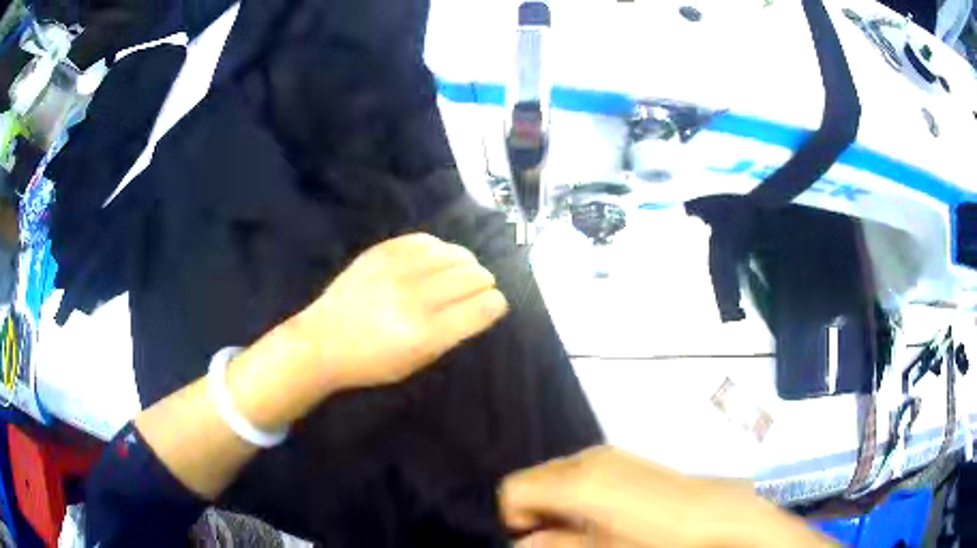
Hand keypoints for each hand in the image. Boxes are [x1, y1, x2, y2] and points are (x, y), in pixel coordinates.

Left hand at [293, 233, 508, 390]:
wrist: (322, 341)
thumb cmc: (371, 362)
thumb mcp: (417, 362)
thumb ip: (451, 334)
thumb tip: (479, 305)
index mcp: (426, 333)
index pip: (483, 307)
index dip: (496, 304)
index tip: (494, 305)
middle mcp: (415, 297)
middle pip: (473, 276)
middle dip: (484, 283)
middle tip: (479, 289)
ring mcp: (396, 269)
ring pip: (454, 253)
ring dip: (466, 263)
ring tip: (461, 272)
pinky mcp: (381, 251)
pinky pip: (426, 240)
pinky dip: (440, 249)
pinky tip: (437, 258)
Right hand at [500, 446, 834, 547]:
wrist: (718, 517)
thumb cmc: (659, 540)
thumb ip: (557, 545)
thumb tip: (522, 543)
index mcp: (579, 481)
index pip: (515, 489)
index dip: (513, 518)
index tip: (528, 541)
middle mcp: (589, 459)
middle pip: (534, 479)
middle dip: (533, 510)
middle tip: (550, 540)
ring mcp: (609, 456)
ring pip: (558, 475)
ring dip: (554, 503)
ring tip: (575, 532)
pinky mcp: (625, 459)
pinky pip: (582, 472)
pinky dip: (575, 494)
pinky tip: (598, 517)